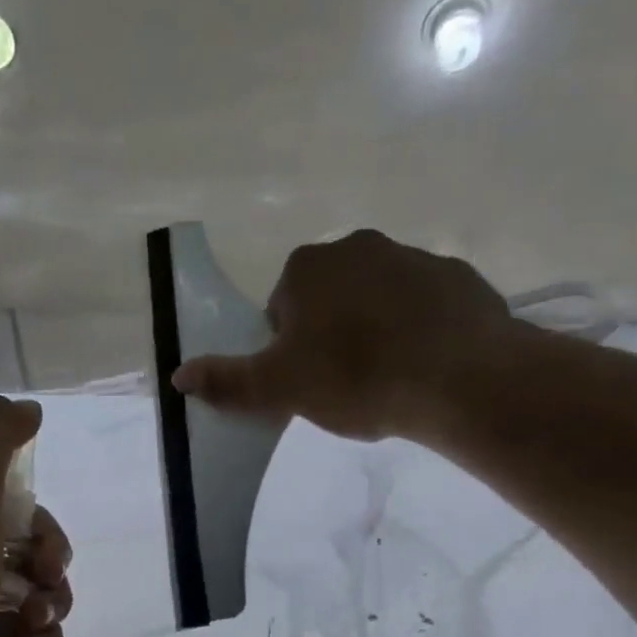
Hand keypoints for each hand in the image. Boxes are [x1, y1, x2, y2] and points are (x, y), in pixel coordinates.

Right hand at [171, 229, 526, 441]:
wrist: (458, 377)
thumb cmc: (356, 378)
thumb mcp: (279, 389)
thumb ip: (227, 381)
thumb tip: (178, 375)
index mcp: (307, 269)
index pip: (280, 308)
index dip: (286, 349)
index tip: (304, 380)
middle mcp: (357, 247)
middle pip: (327, 299)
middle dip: (329, 335)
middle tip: (342, 384)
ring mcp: (412, 257)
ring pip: (375, 299)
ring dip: (372, 331)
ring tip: (384, 379)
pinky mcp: (456, 278)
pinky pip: (421, 306)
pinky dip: (416, 331)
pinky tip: (421, 367)